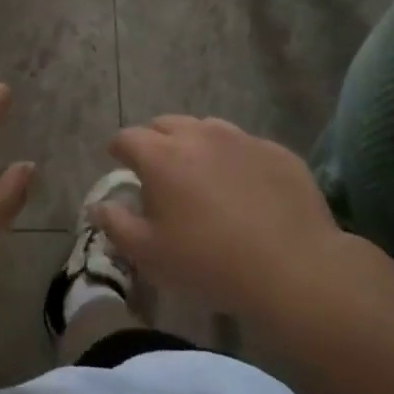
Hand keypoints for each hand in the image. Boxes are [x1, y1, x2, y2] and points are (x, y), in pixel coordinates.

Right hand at [96, 116, 344, 318]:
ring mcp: (242, 139)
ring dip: (196, 145)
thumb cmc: (209, 263)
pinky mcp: (277, 152)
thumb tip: (99, 205)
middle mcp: (199, 135)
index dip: (118, 150)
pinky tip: (244, 189)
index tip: (119, 163)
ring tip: (201, 175)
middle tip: (159, 170)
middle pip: (166, 124)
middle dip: (155, 141)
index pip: (127, 138)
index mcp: (161, 156)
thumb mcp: (149, 255)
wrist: (294, 268)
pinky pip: (245, 146)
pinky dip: (234, 159)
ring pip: (207, 129)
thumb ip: (116, 224)